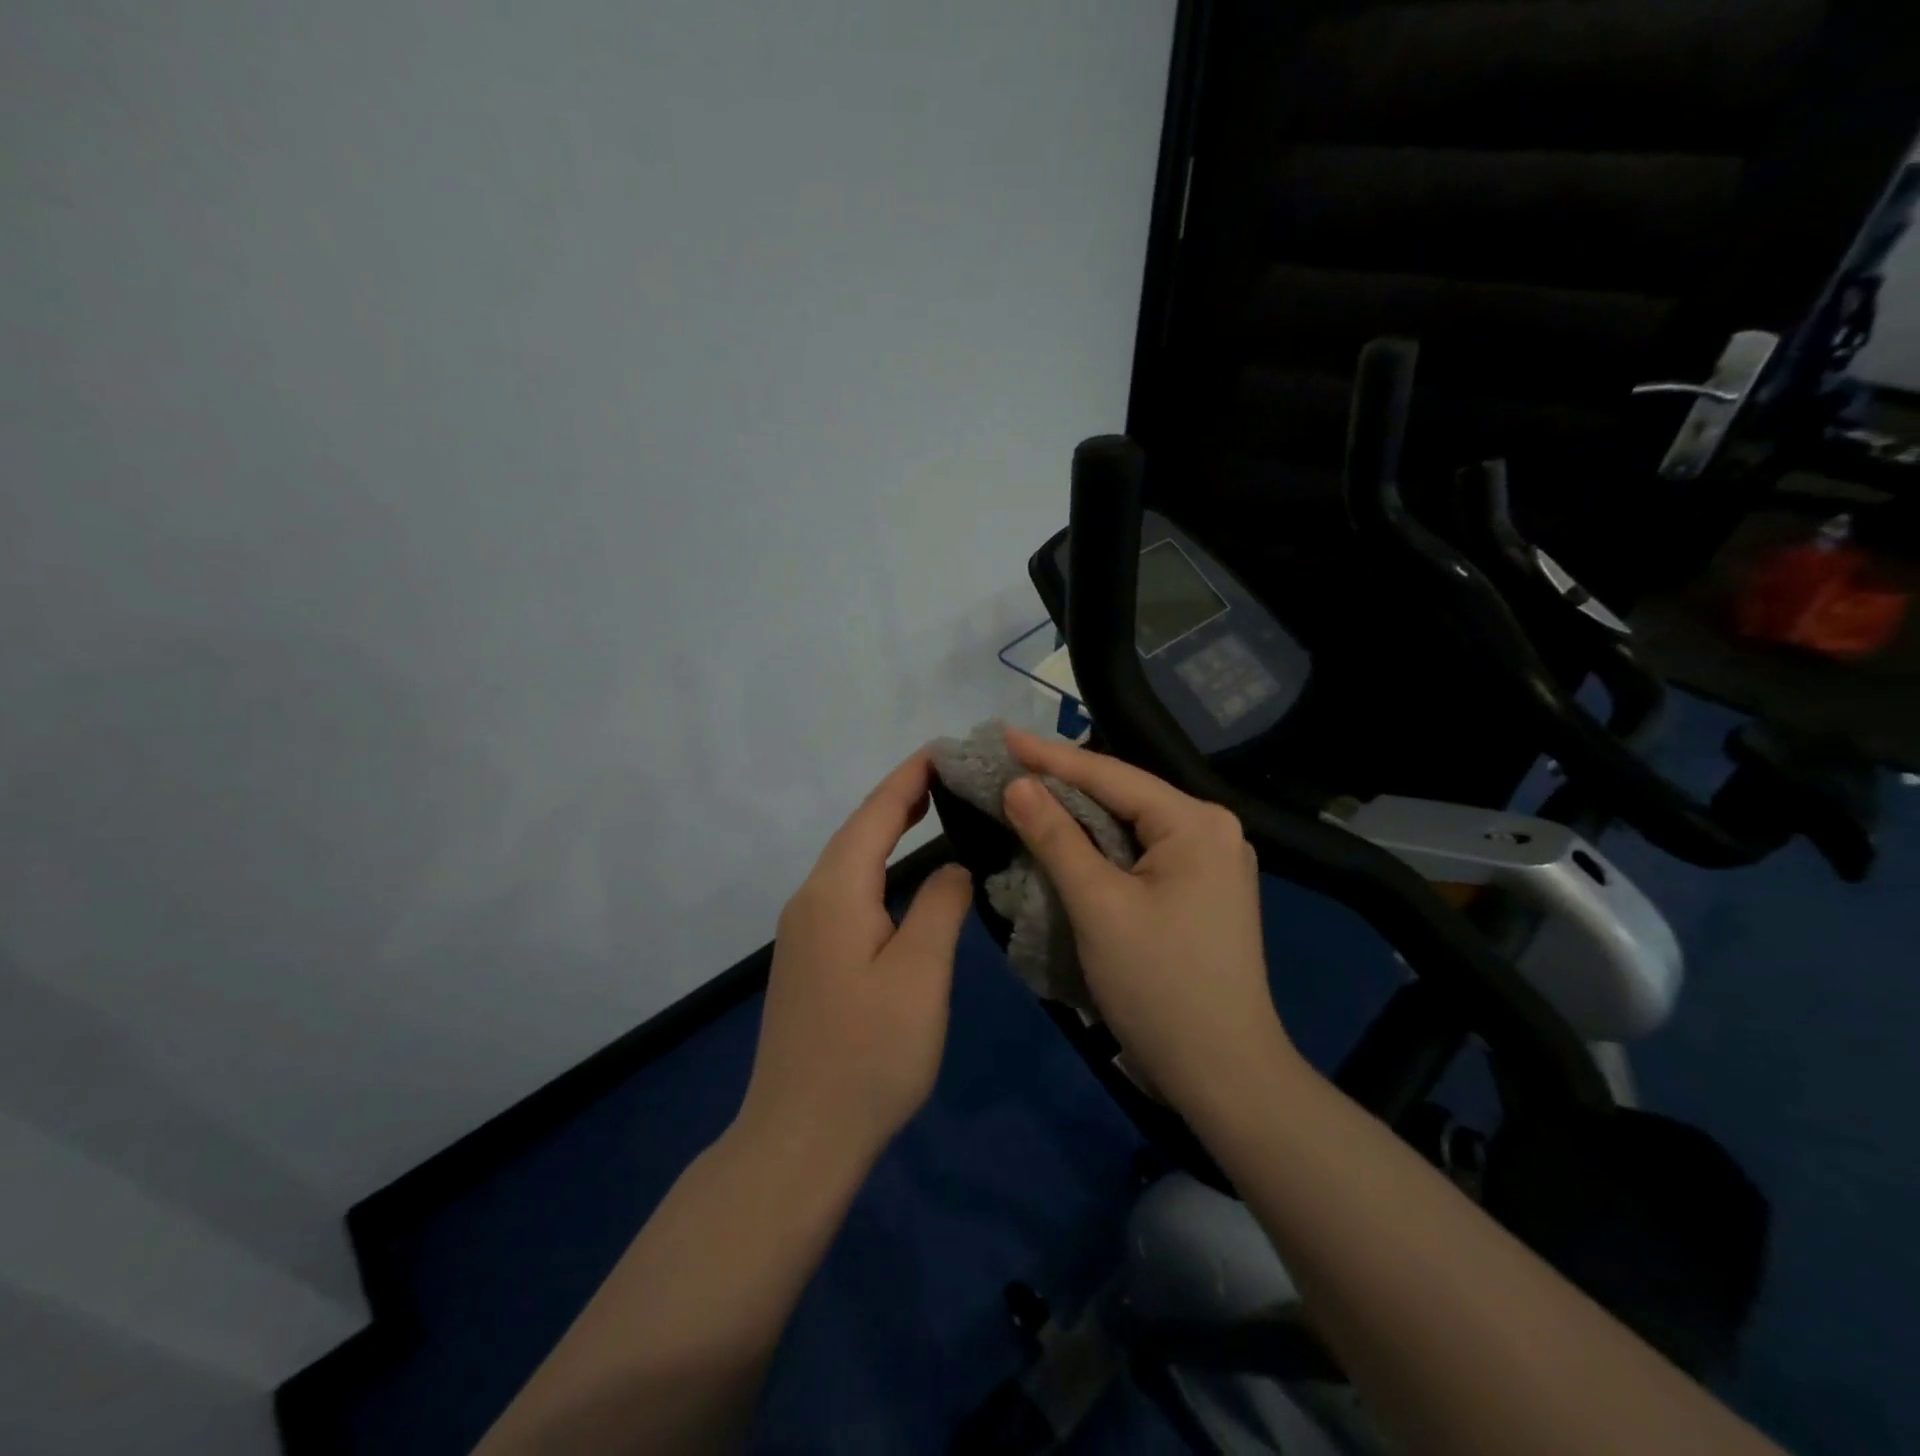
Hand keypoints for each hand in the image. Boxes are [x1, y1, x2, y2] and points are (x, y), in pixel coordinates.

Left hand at [738, 750, 973, 1174]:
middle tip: (950, 773)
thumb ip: (940, 908)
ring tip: (932, 807)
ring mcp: (803, 929)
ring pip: (849, 860)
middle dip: (900, 796)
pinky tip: (900, 873)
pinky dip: (877, 864)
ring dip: (887, 829)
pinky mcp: (808, 956)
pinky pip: (845, 889)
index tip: (945, 748)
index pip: (875, 814)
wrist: (799, 1137)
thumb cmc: (869, 1054)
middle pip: (857, 830)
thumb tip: (952, 868)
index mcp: (835, 892)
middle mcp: (810, 899)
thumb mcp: (920, 975)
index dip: (910, 778)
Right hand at [1000, 727, 1295, 1117]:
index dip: (1051, 756)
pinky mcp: (1199, 890)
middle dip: (1064, 783)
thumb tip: (1018, 784)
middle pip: (1123, 795)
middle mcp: (1210, 830)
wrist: (1224, 1075)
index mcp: (1196, 823)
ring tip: (1025, 793)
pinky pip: (1139, 853)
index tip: (1002, 736)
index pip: (1111, 775)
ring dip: (1078, 816)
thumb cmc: (1159, 985)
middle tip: (1007, 764)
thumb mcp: (1099, 906)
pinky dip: (1099, 847)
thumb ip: (1056, 837)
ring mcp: (1210, 861)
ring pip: (1129, 825)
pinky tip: (1065, 839)